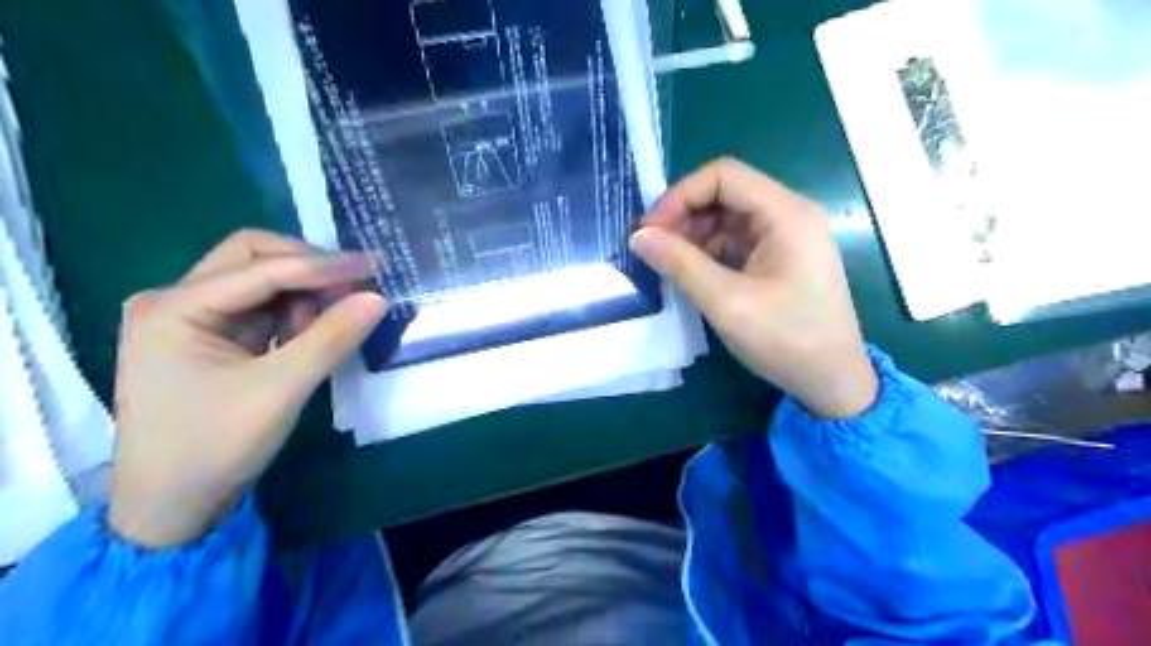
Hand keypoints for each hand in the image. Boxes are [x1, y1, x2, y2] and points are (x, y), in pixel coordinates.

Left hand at [108, 229, 386, 546]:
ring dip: (303, 293)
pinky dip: (293, 314)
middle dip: (308, 269)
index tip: (374, 265)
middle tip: (356, 286)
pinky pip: (261, 308)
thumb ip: (331, 338)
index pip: (259, 267)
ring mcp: (190, 319)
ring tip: (331, 323)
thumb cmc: (215, 447)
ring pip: (260, 281)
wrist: (172, 509)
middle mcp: (175, 301)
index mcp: (173, 307)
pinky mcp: (210, 339)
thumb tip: (378, 297)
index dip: (322, 265)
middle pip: (252, 258)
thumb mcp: (281, 390)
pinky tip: (311, 335)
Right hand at [628, 159, 873, 415]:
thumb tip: (639, 236)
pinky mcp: (783, 256)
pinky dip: (711, 250)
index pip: (723, 176)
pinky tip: (694, 273)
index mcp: (787, 214)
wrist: (832, 381)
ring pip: (730, 216)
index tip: (650, 229)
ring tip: (670, 264)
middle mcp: (791, 214)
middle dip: (685, 215)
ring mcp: (789, 235)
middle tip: (654, 248)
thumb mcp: (726, 302)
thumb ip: (680, 264)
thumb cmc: (785, 340)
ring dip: (695, 234)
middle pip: (726, 192)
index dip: (680, 195)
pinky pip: (739, 238)